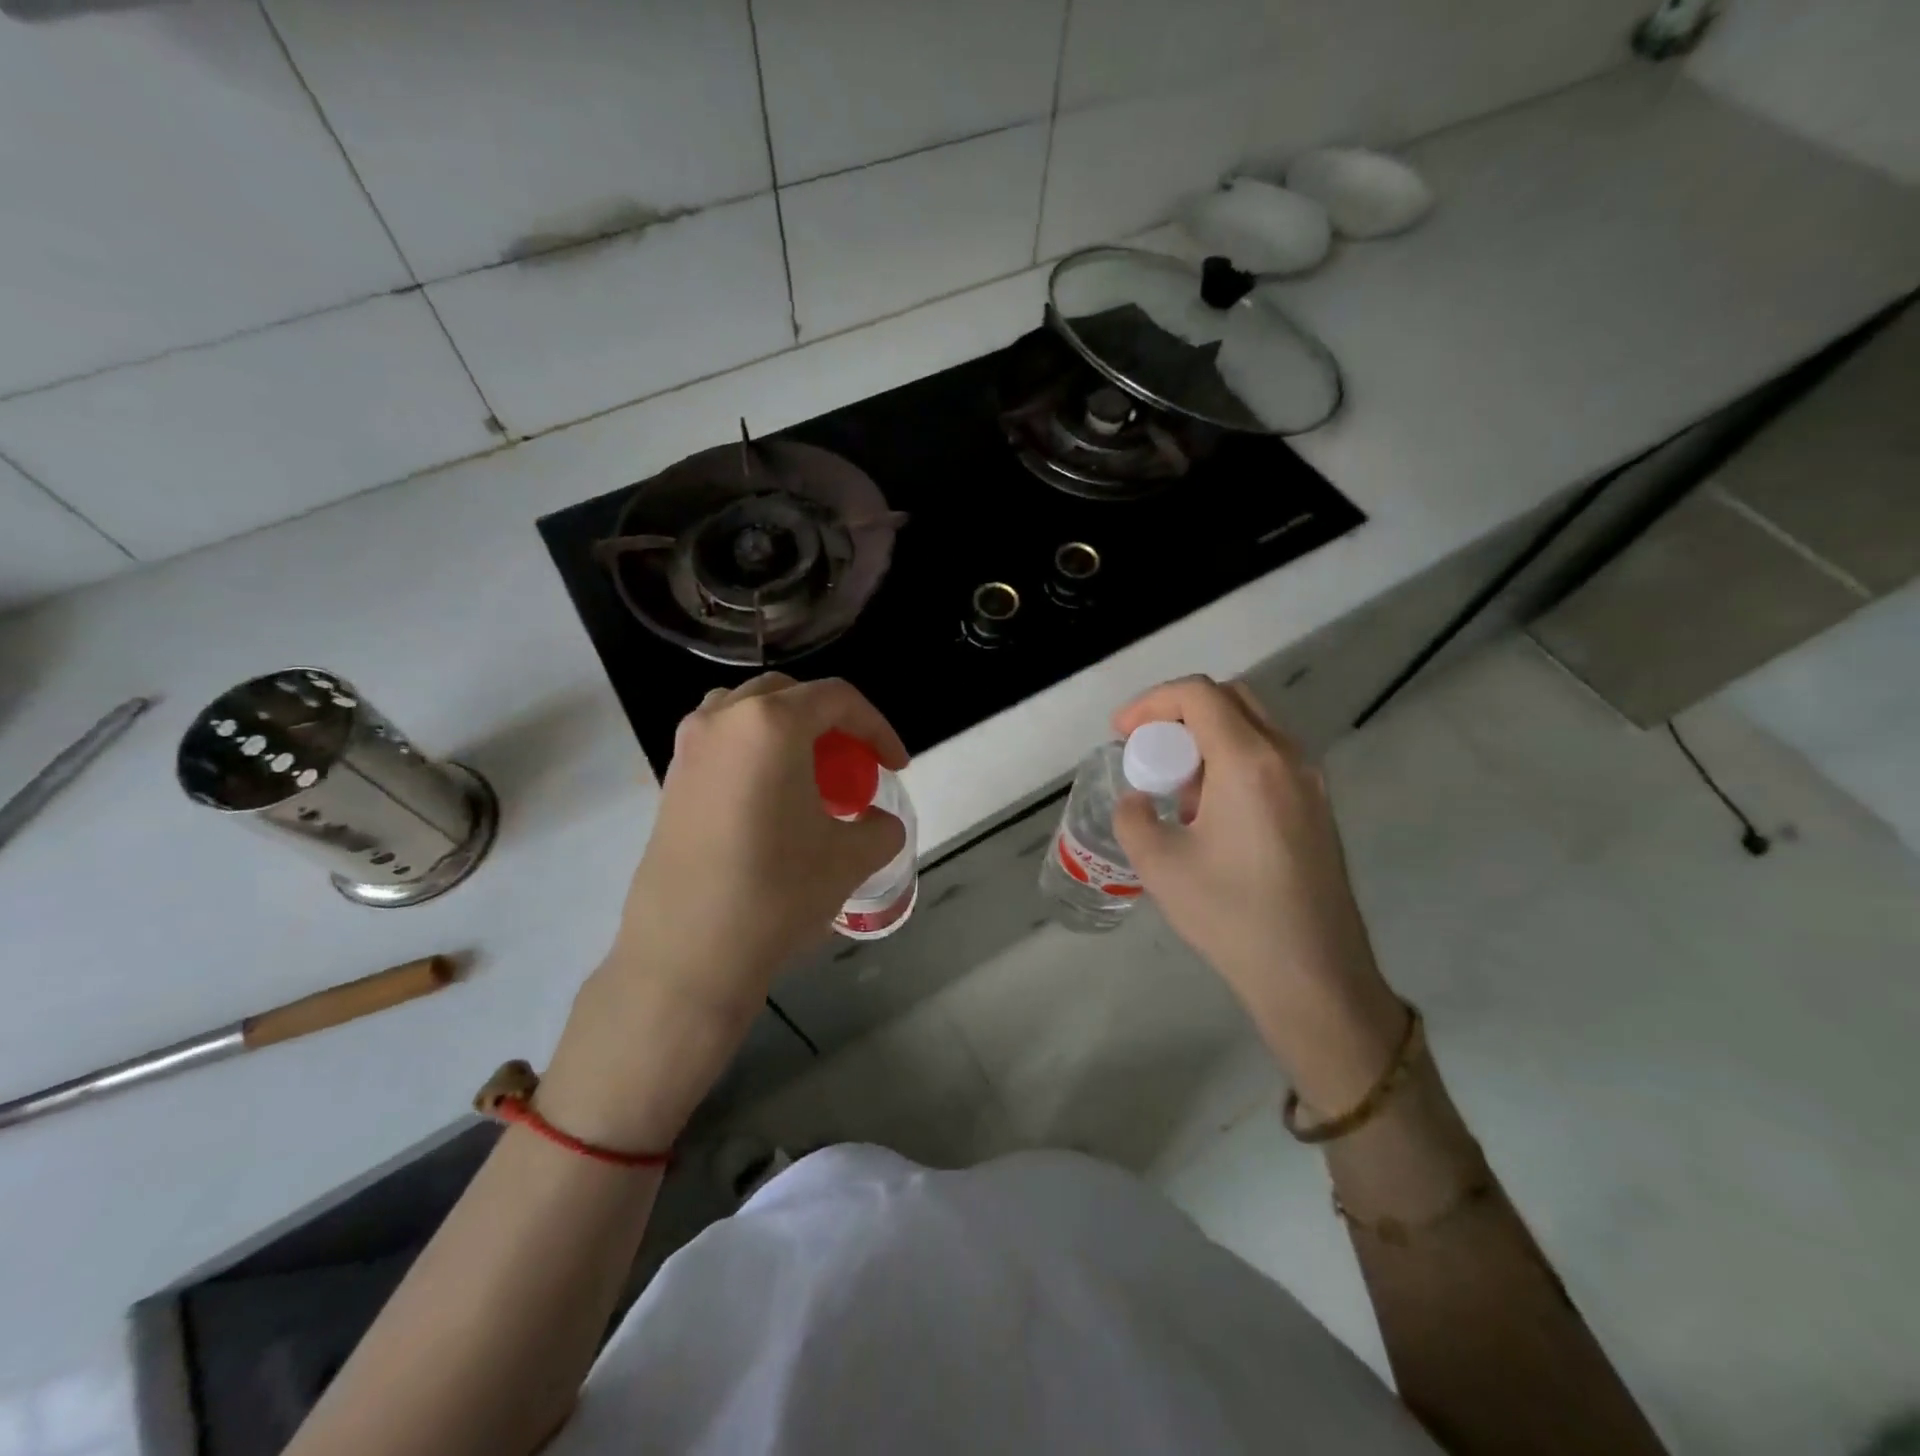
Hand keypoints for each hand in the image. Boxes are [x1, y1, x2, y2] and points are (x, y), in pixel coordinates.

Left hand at [541, 675, 905, 1149]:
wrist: (687, 955)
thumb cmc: (777, 893)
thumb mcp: (851, 857)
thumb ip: (880, 827)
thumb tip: (877, 823)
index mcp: (771, 723)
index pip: (838, 699)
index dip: (879, 728)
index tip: (896, 767)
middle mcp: (723, 719)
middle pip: (790, 695)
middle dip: (833, 723)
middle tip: (854, 766)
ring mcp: (688, 747)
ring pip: (749, 713)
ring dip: (788, 731)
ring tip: (810, 776)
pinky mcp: (670, 780)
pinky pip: (723, 744)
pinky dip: (756, 753)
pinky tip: (771, 801)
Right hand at [1112, 676, 1404, 1109]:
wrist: (1313, 976)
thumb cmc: (1232, 916)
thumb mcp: (1159, 865)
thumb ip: (1134, 817)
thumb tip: (1139, 801)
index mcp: (1249, 761)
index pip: (1198, 695)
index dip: (1151, 703)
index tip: (1121, 734)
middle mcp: (1287, 757)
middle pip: (1230, 699)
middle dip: (1179, 713)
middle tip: (1148, 750)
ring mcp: (1310, 782)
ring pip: (1253, 727)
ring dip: (1206, 739)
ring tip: (1177, 790)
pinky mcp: (1317, 808)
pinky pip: (1269, 758)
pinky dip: (1231, 761)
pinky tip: (1211, 814)